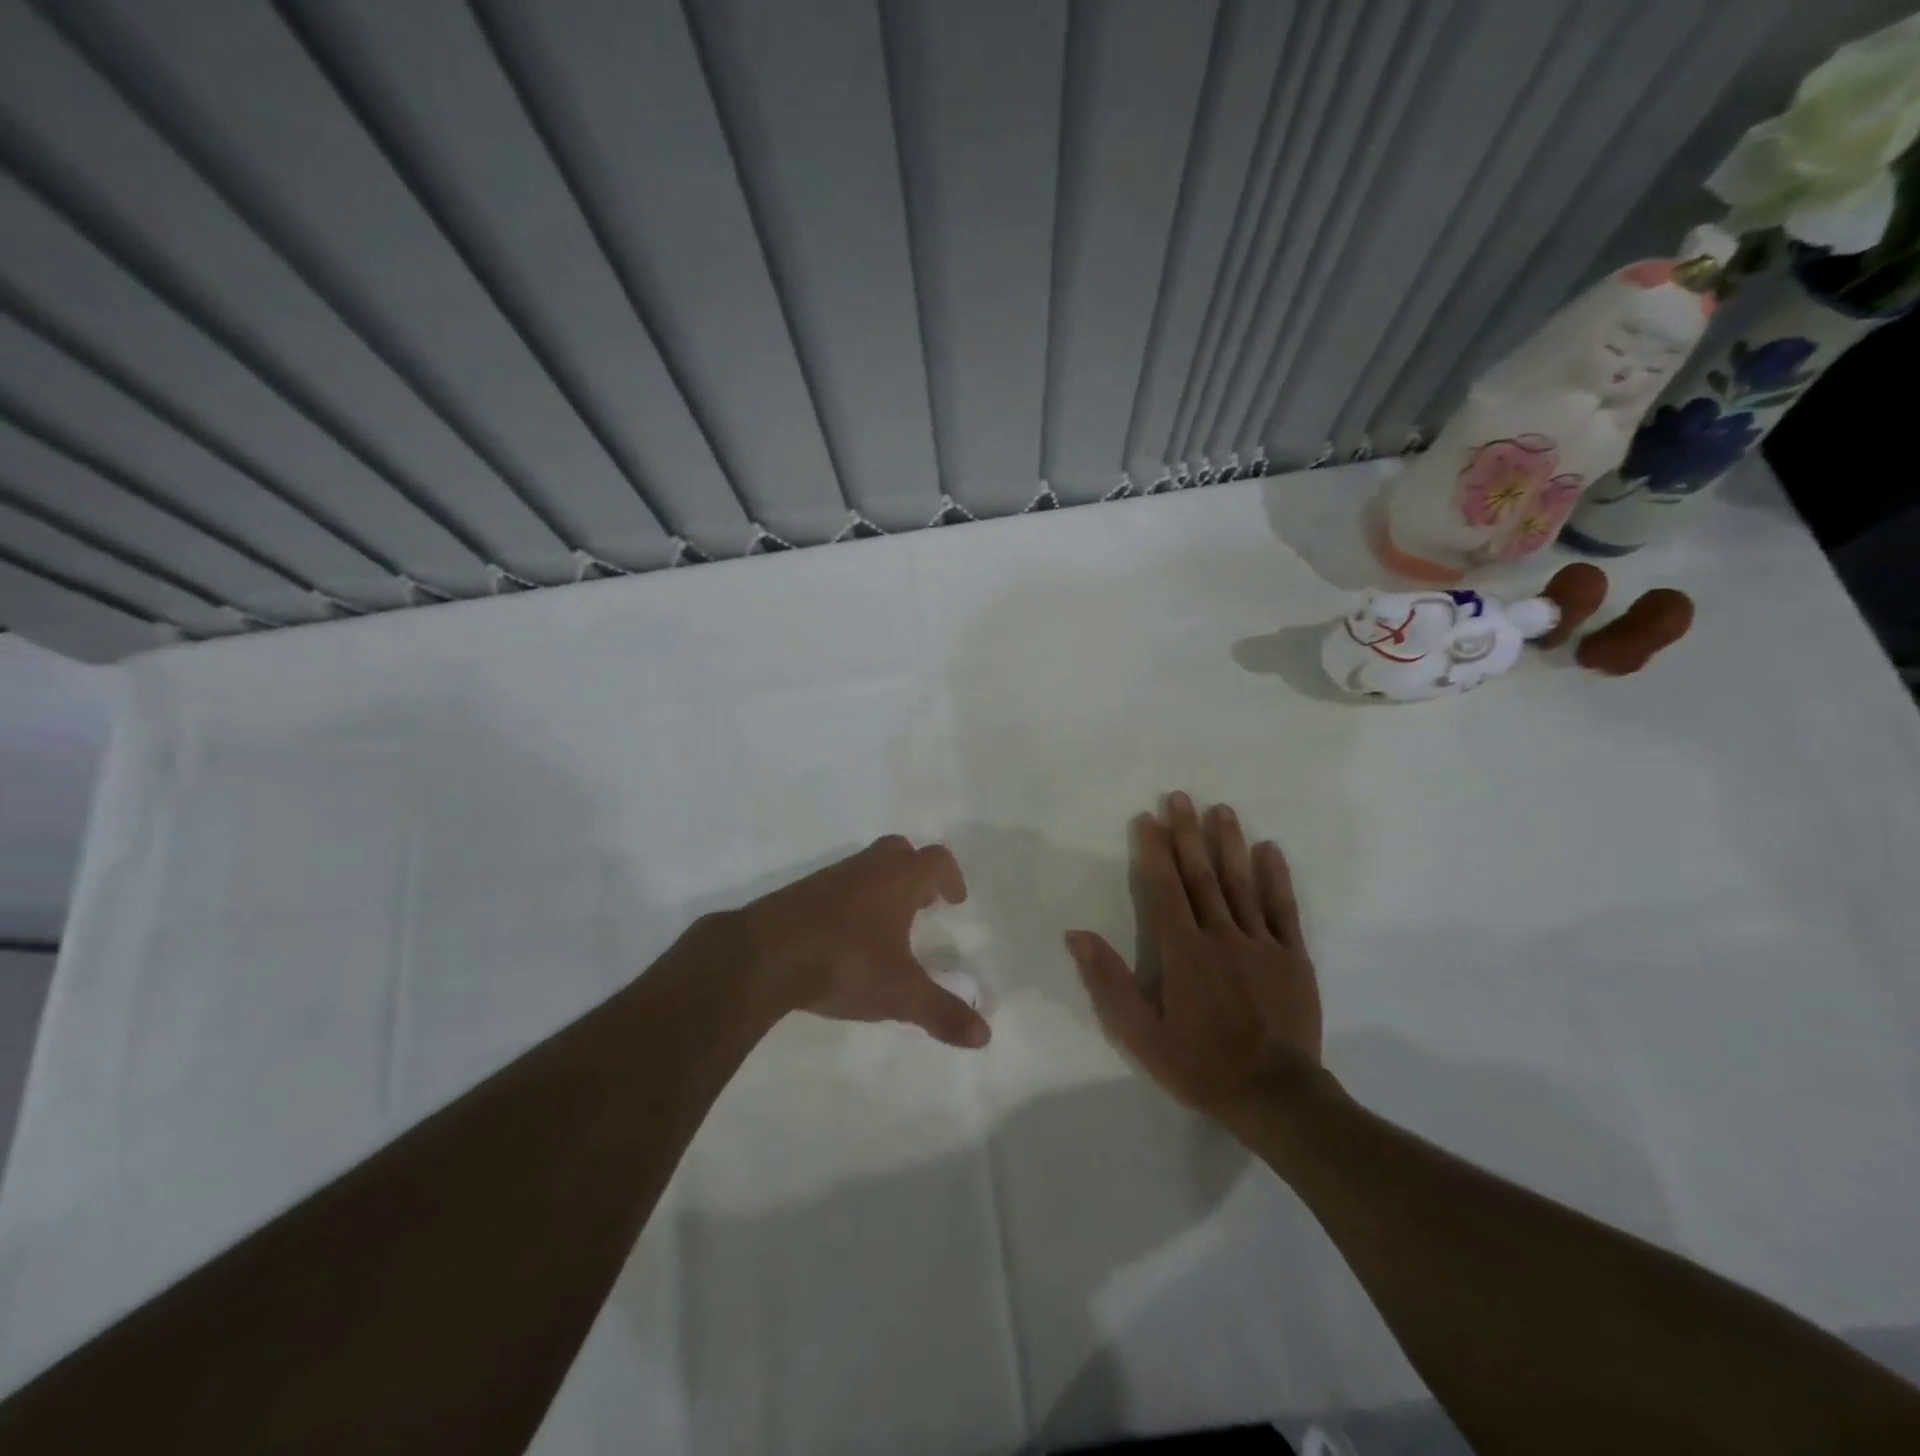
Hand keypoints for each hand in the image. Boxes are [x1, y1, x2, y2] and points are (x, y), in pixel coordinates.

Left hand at [731, 835, 990, 1047]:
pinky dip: (850, 903)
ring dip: (881, 888)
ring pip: (864, 869)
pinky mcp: (799, 895)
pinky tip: (845, 939)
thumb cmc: (844, 963)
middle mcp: (865, 870)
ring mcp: (829, 879)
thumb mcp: (900, 994)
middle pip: (898, 851)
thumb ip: (942, 1012)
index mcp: (897, 881)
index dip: (950, 877)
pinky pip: (836, 888)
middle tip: (923, 905)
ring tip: (885, 929)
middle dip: (915, 873)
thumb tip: (985, 1036)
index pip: (934, 859)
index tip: (955, 901)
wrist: (763, 956)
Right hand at [1067, 793, 1324, 1128]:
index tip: (1147, 819)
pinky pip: (1283, 908)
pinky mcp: (1293, 956)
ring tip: (1221, 809)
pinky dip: (1275, 877)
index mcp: (1183, 951)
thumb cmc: (1199, 1064)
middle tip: (1180, 797)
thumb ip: (1108, 981)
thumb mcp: (1139, 1033)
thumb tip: (1076, 934)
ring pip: (1242, 883)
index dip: (1154, 851)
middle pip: (1202, 875)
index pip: (1165, 888)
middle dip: (1188, 834)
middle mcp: (1221, 935)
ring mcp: (1261, 943)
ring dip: (1229, 843)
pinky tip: (1269, 849)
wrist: (1275, 1096)